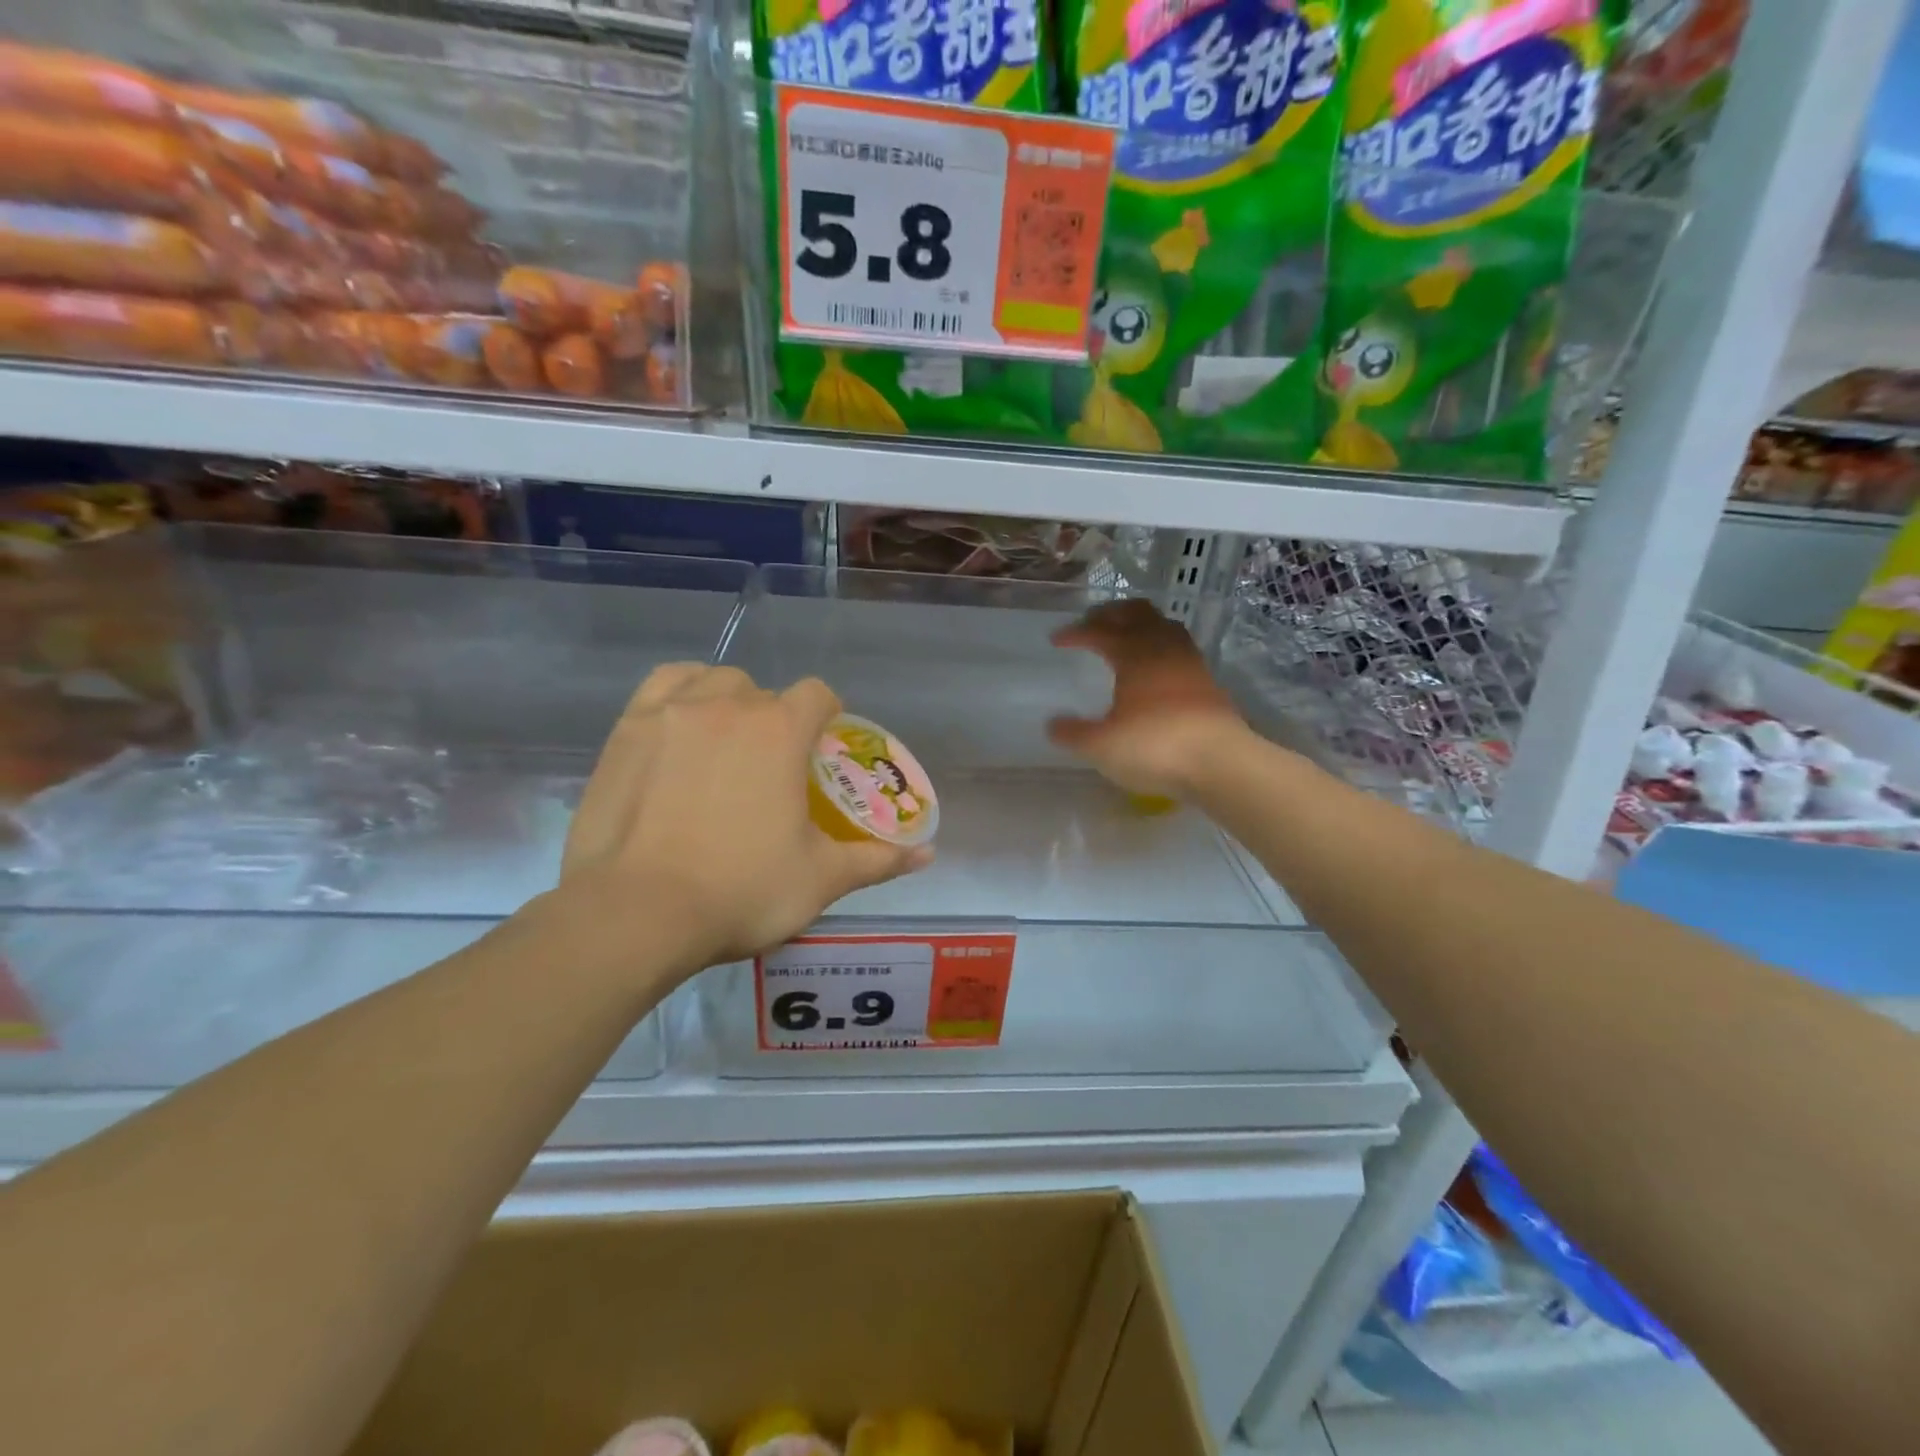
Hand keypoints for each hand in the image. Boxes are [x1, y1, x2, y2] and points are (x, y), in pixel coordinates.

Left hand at [558, 664, 931, 968]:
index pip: (817, 694)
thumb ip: (877, 859)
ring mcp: (672, 711)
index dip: (827, 715)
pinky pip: (665, 685)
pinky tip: (682, 725)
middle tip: (772, 768)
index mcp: (780, 730)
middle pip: (766, 693)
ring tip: (726, 744)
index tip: (822, 747)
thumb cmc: (741, 891)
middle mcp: (729, 705)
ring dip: (730, 702)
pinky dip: (683, 694)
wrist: (637, 914)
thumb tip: (927, 854)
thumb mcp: (821, 879)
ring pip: (715, 681)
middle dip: (777, 721)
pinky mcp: (627, 729)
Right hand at [1048, 599, 1251, 798]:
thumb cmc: (1155, 747)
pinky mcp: (1207, 681)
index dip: (1076, 632)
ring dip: (1140, 624)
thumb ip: (1073, 733)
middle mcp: (1162, 648)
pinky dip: (1160, 646)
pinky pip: (1179, 647)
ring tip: (1125, 637)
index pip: (1099, 631)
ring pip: (1163, 625)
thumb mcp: (1101, 746)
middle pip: (1136, 613)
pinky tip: (1155, 666)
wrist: (1220, 762)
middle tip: (1091, 624)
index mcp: (1133, 655)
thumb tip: (1053, 724)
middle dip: (1110, 614)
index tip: (1056, 639)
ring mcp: (1189, 662)